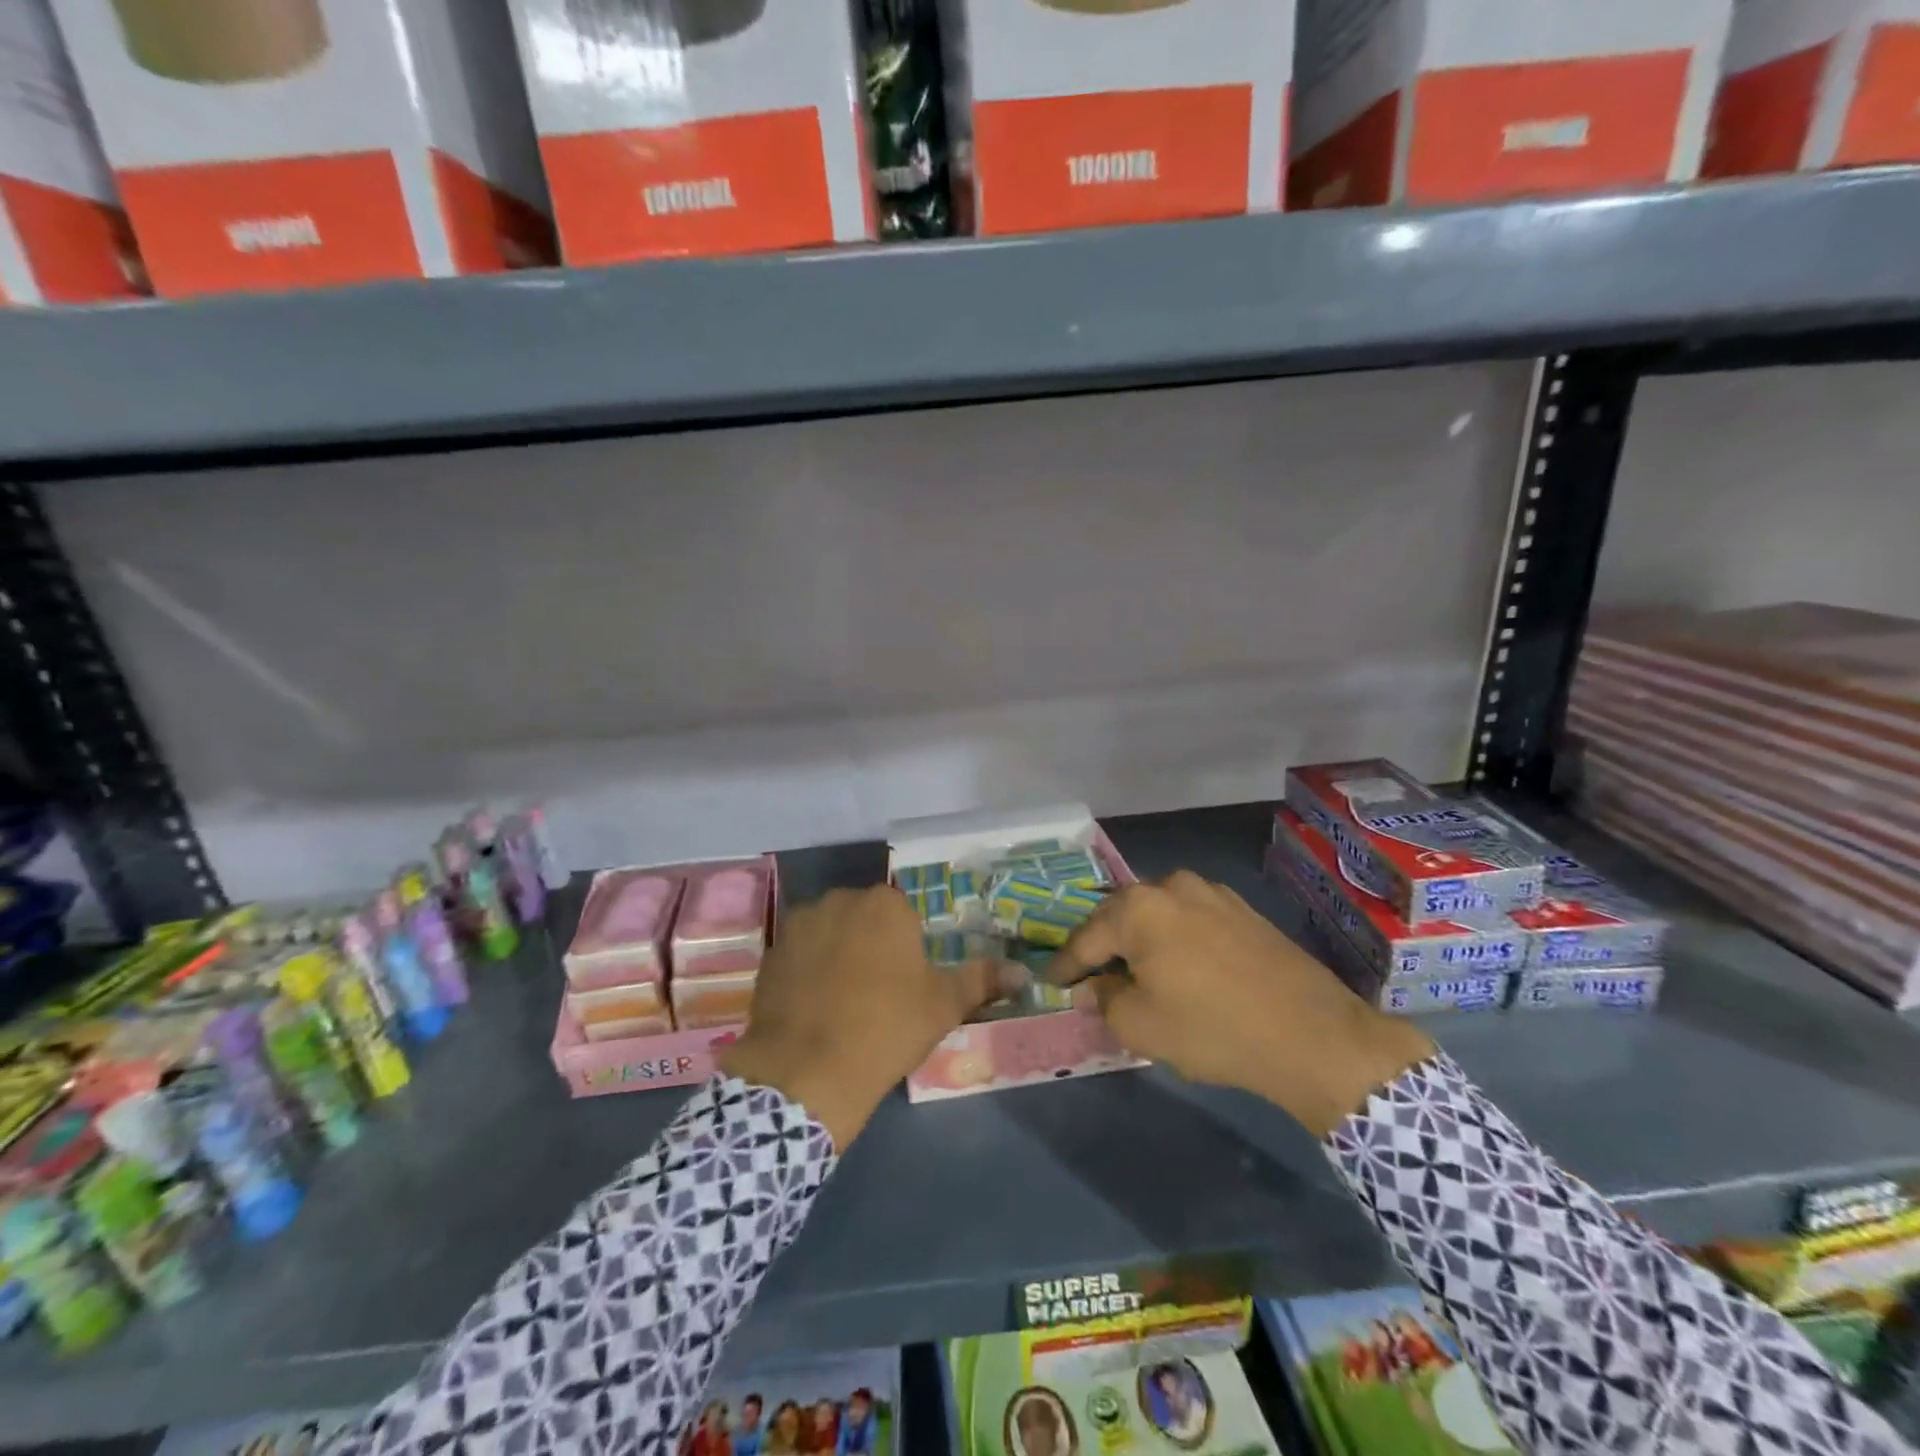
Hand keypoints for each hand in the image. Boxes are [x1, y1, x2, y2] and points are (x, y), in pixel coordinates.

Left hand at [719, 886, 1010, 1148]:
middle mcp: (839, 900)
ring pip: (830, 933)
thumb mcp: (943, 1005)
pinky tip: (813, 1008)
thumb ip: (982, 980)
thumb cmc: (887, 1028)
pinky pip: (800, 953)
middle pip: (864, 918)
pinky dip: (808, 971)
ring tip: (841, 1002)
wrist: (807, 1071)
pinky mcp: (771, 953)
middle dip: (871, 945)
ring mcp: (799, 924)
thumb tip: (1024, 972)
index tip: (906, 982)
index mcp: (884, 904)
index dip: (907, 948)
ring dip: (837, 954)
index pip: (903, 914)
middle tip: (878, 993)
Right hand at [1049, 871, 1434, 1137]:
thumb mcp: (1141, 1025)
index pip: (1086, 938)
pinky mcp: (1241, 909)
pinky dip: (1174, 940)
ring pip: (1157, 915)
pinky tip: (1180, 966)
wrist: (1313, 1035)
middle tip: (1090, 977)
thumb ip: (1104, 999)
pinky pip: (1190, 919)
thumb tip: (1096, 986)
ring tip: (1136, 971)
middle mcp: (1170, 886)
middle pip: (1120, 917)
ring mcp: (1211, 893)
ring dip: (1141, 940)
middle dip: (1103, 947)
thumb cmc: (1213, 1029)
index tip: (1051, 982)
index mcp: (1138, 908)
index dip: (1065, 964)